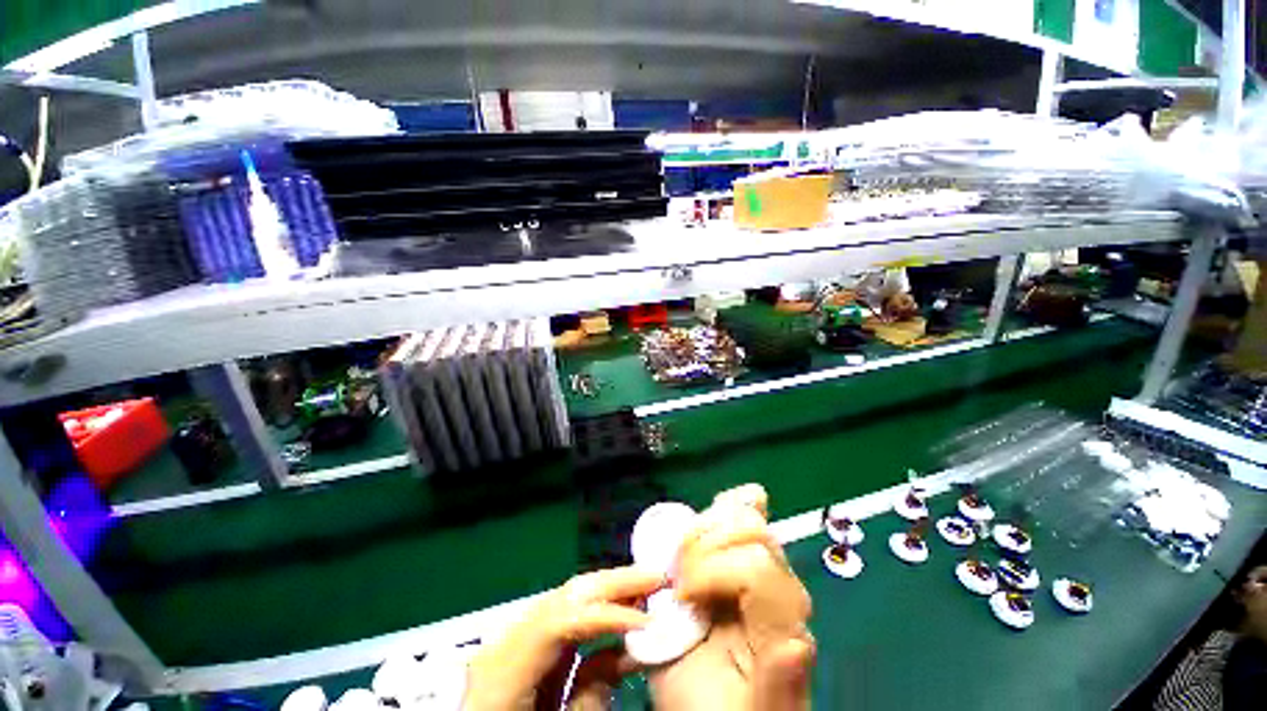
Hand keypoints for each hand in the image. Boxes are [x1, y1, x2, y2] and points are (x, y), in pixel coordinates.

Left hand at [463, 567, 663, 710]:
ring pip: (570, 597)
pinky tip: (624, 607)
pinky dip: (600, 607)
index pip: (559, 621)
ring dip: (611, 589)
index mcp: (503, 667)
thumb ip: (589, 699)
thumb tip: (625, 656)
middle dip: (614, 583)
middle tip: (657, 576)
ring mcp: (518, 632)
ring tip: (647, 584)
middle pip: (566, 596)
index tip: (647, 620)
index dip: (605, 615)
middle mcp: (508, 637)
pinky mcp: (531, 637)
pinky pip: (569, 612)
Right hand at [649, 484, 814, 710]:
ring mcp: (766, 563)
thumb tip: (797, 643)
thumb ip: (775, 682)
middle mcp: (783, 587)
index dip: (708, 570)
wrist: (718, 702)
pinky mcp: (747, 551)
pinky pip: (743, 509)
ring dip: (703, 527)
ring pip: (745, 515)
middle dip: (703, 546)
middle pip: (751, 532)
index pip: (755, 567)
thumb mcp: (745, 706)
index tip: (681, 596)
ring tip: (685, 555)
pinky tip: (710, 514)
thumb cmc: (725, 709)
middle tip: (679, 578)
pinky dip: (724, 506)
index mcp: (786, 627)